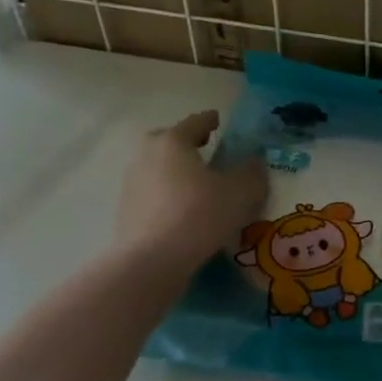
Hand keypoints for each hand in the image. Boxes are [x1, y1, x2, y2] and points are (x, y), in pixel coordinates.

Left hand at [117, 112, 266, 259]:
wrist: (151, 261)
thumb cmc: (199, 214)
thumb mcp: (240, 192)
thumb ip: (251, 173)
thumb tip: (255, 161)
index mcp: (172, 142)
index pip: (194, 123)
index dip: (209, 120)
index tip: (218, 120)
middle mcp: (147, 156)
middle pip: (168, 142)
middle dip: (186, 143)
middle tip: (205, 149)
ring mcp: (132, 184)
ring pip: (158, 168)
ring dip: (176, 171)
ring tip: (198, 183)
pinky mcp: (126, 211)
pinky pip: (153, 193)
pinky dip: (168, 194)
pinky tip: (185, 209)